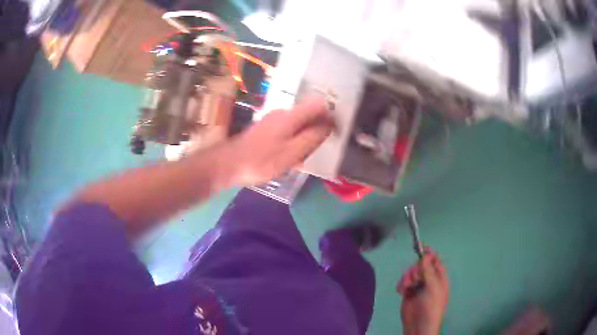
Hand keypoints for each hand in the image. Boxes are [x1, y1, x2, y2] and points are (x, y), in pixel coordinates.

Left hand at [225, 96, 333, 185]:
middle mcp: (282, 113)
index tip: (333, 133)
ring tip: (300, 160)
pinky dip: (293, 142)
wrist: (228, 165)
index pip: (318, 105)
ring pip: (298, 125)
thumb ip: (312, 137)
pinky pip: (288, 131)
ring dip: (304, 139)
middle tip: (313, 152)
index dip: (330, 116)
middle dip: (316, 131)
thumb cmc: (261, 161)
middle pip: (309, 115)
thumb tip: (329, 124)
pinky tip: (288, 159)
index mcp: (291, 116)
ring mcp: (272, 120)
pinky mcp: (266, 129)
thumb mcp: (292, 152)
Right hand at [397, 250, 449, 334]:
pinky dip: (401, 285)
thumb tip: (426, 255)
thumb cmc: (431, 305)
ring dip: (407, 278)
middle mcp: (429, 280)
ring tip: (407, 287)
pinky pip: (403, 282)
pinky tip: (402, 291)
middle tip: (415, 279)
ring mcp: (418, 286)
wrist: (419, 324)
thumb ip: (429, 270)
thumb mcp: (433, 286)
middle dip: (415, 270)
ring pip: (411, 273)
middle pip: (421, 266)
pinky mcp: (408, 292)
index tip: (421, 248)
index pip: (435, 261)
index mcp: (439, 277)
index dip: (429, 254)